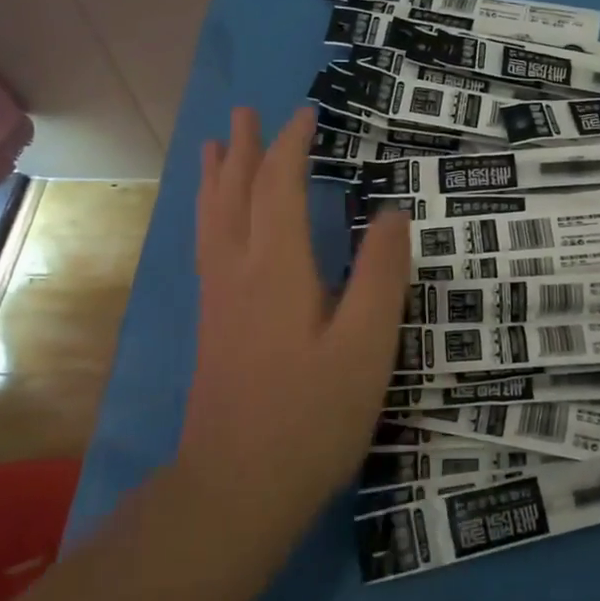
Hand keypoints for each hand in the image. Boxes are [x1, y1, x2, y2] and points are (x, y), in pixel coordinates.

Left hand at [180, 106, 410, 528]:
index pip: (279, 186)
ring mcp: (220, 299)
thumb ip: (381, 275)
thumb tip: (391, 212)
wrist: (237, 488)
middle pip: (236, 194)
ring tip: (216, 148)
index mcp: (277, 267)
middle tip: (246, 112)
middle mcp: (239, 270)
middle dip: (245, 149)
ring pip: (212, 219)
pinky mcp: (214, 325)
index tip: (306, 114)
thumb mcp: (366, 346)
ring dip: (217, 177)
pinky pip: (208, 245)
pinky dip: (210, 214)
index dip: (292, 146)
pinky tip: (215, 223)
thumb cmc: (311, 415)